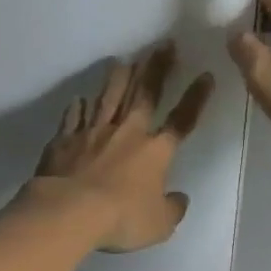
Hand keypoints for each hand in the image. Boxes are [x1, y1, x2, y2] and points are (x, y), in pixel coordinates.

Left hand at [28, 43, 214, 252]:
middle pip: (145, 94)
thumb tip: (179, 198)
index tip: (205, 75)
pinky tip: (79, 98)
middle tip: (164, 45)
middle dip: (157, 68)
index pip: (182, 119)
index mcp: (156, 151)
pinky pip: (73, 118)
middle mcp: (127, 133)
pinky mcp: (65, 139)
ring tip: (124, 60)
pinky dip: (78, 108)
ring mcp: (94, 132)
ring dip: (118, 78)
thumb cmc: (121, 218)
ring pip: (108, 97)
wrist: (69, 211)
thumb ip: (173, 209)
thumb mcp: (159, 224)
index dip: (196, 98)